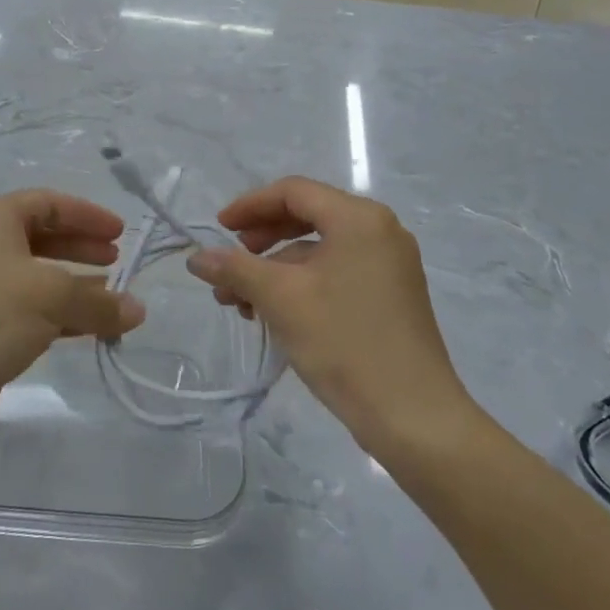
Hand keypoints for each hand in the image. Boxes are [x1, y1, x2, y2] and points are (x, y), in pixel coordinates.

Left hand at [0, 190, 144, 445]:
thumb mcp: (51, 296)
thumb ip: (99, 301)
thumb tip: (137, 309)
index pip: (48, 203)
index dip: (86, 214)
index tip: (120, 233)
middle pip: (43, 238)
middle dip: (81, 247)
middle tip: (116, 261)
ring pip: (39, 279)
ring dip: (76, 287)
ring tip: (112, 300)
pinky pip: (32, 314)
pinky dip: (62, 317)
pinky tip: (89, 330)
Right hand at [186, 177, 475, 456]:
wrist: (413, 417)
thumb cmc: (344, 342)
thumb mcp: (280, 300)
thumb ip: (235, 269)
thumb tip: (196, 257)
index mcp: (359, 218)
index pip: (294, 192)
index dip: (250, 206)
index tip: (219, 229)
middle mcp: (380, 231)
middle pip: (308, 217)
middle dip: (261, 240)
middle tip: (230, 264)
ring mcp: (390, 265)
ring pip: (320, 250)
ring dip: (276, 269)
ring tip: (241, 302)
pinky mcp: (392, 296)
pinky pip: (337, 272)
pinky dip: (302, 285)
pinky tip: (275, 314)